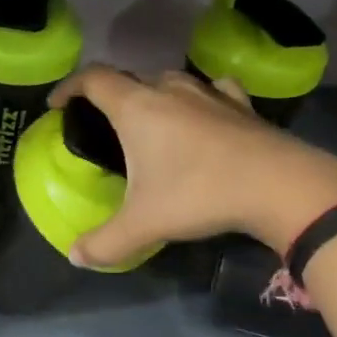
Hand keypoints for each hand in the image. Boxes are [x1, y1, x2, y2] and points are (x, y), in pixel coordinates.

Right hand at [50, 66, 336, 265]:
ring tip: (149, 122)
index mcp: (136, 108)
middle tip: (103, 124)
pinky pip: (210, 90)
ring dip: (152, 95)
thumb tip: (75, 257)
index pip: (92, 80)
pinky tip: (203, 114)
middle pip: (129, 79)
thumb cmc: (199, 194)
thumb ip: (105, 242)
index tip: (57, 104)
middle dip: (109, 96)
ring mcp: (208, 93)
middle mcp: (169, 90)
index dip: (69, 87)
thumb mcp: (143, 224)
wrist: (279, 185)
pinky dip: (198, 99)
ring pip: (169, 81)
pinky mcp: (240, 105)